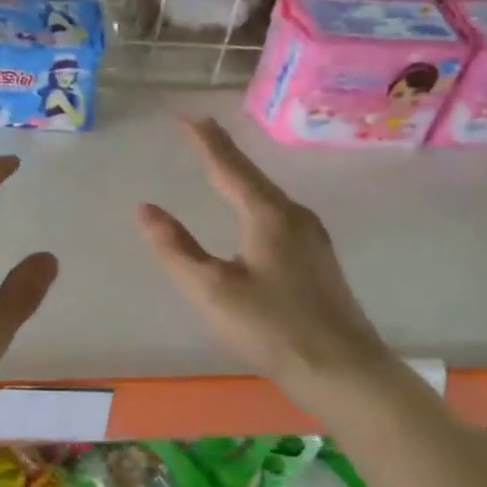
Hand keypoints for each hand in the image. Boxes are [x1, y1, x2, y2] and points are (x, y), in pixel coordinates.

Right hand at [136, 119, 392, 402]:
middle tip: (200, 134)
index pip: (229, 167)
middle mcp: (295, 217)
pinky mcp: (319, 261)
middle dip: (223, 154)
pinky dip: (256, 203)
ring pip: (269, 197)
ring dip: (242, 178)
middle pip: (252, 176)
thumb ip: (176, 249)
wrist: (342, 371)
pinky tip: (255, 217)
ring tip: (221, 169)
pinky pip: (280, 217)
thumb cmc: (272, 328)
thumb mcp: (212, 291)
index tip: (185, 116)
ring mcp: (313, 239)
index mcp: (268, 216)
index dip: (204, 141)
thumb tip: (144, 209)